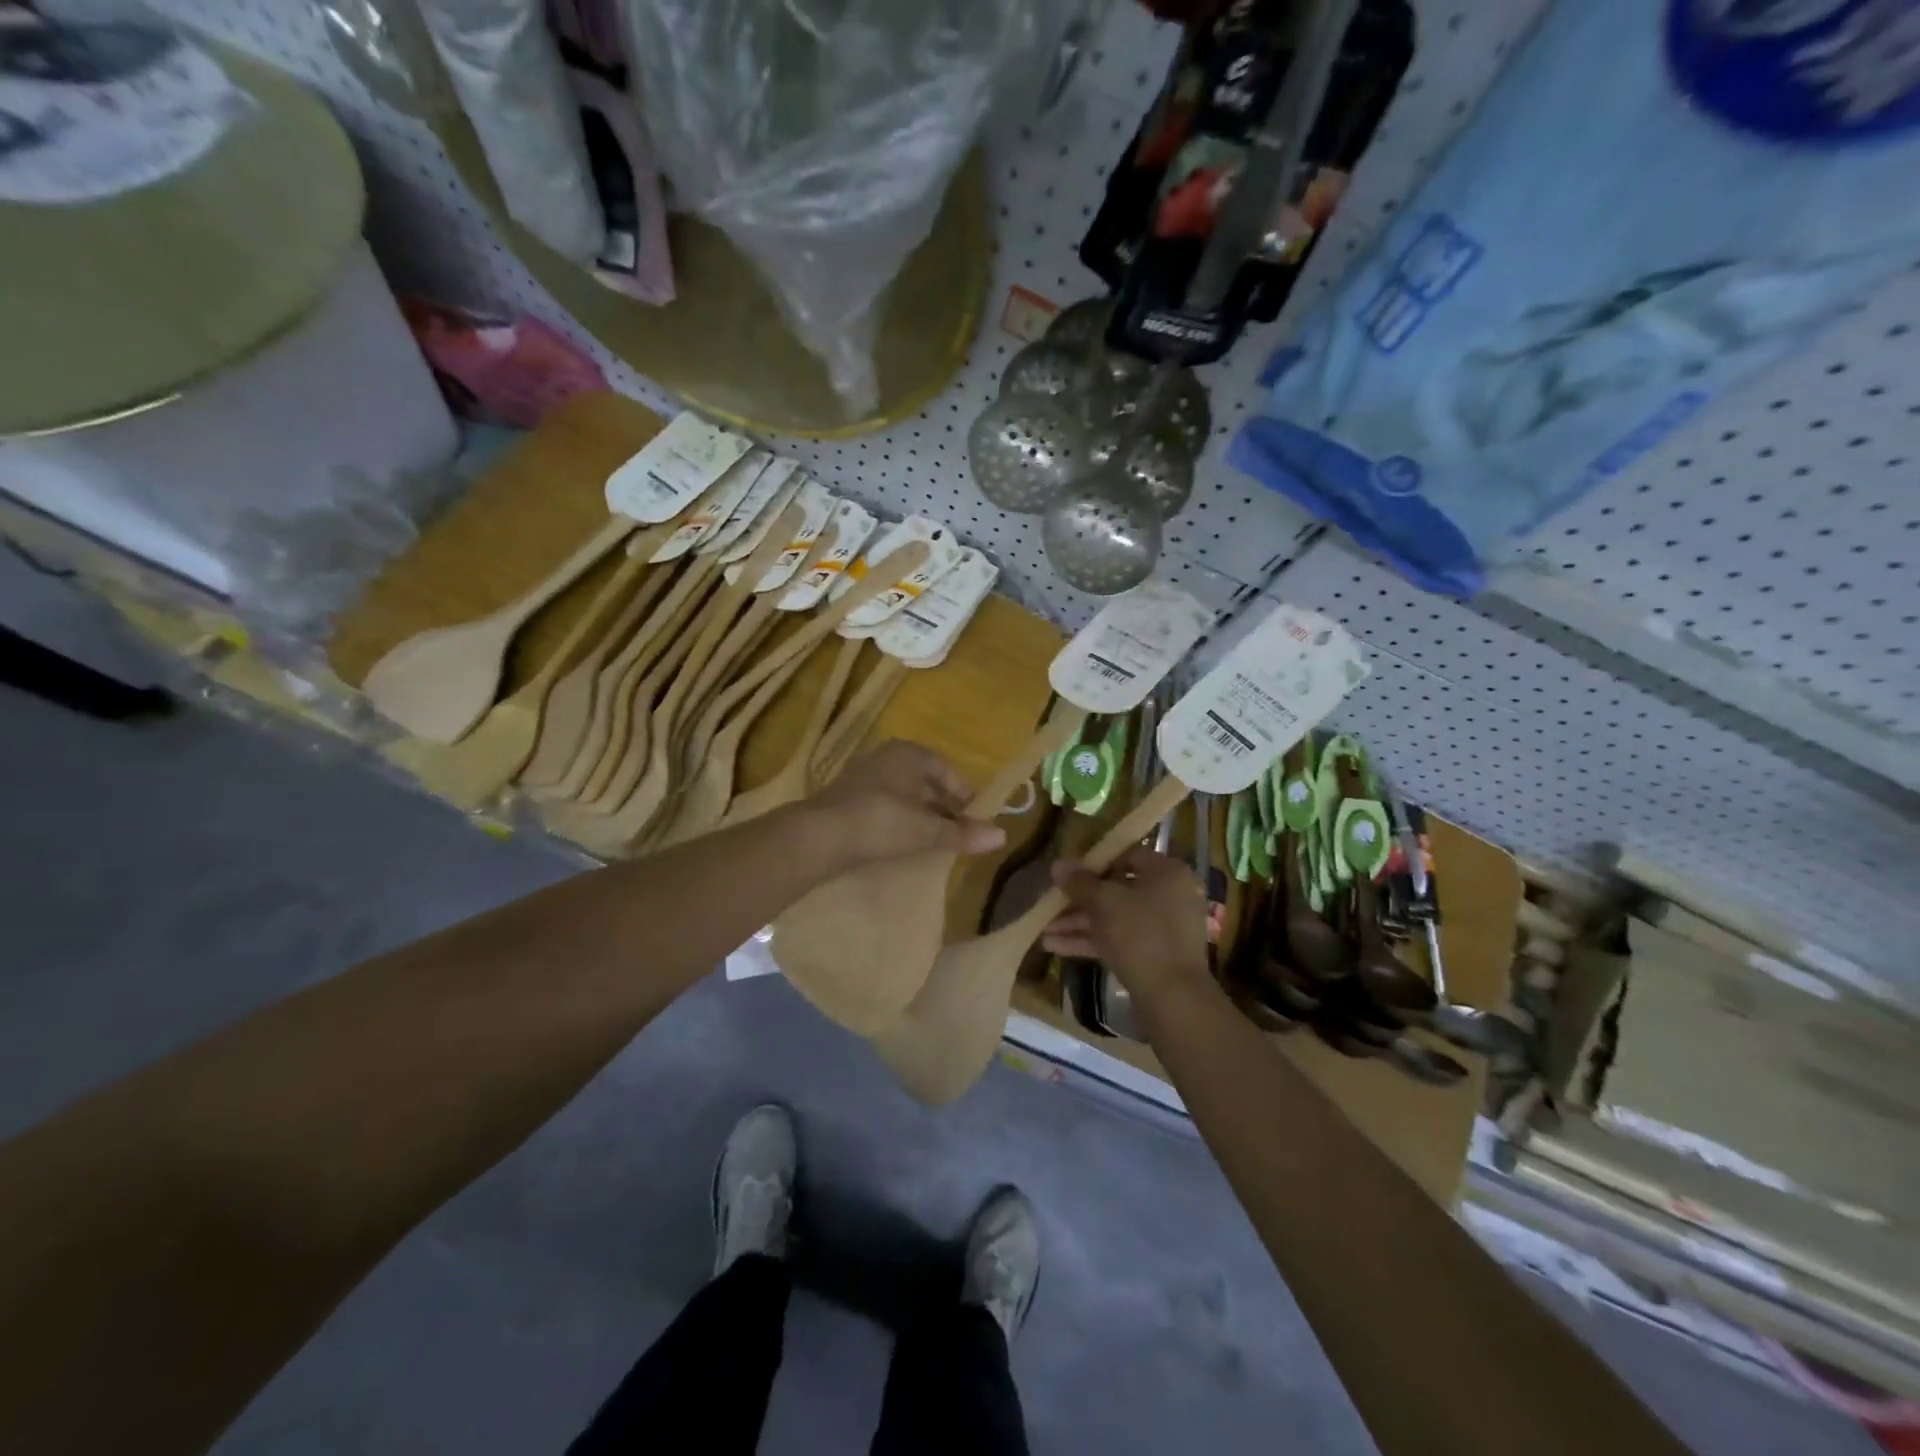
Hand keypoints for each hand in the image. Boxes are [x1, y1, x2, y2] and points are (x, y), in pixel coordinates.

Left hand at [800, 740, 1006, 869]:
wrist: (819, 836)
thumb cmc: (881, 822)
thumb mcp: (926, 830)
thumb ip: (962, 833)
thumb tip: (1001, 836)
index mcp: (908, 754)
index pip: (945, 768)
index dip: (963, 793)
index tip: (974, 817)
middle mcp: (885, 758)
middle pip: (924, 781)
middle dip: (943, 805)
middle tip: (958, 831)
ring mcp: (863, 777)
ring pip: (904, 794)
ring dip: (921, 814)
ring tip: (935, 840)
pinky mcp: (847, 800)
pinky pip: (884, 805)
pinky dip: (899, 820)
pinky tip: (904, 841)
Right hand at [1043, 845, 1211, 1001]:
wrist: (1173, 997)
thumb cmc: (1141, 934)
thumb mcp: (1104, 902)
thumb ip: (1079, 882)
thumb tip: (1057, 865)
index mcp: (1168, 873)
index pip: (1127, 856)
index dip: (1093, 863)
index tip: (1067, 873)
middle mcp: (1170, 896)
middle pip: (1117, 890)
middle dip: (1079, 900)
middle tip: (1050, 904)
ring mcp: (1164, 928)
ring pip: (1115, 918)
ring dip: (1079, 923)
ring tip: (1044, 930)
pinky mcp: (1155, 956)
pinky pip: (1120, 939)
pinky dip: (1091, 941)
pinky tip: (1055, 947)